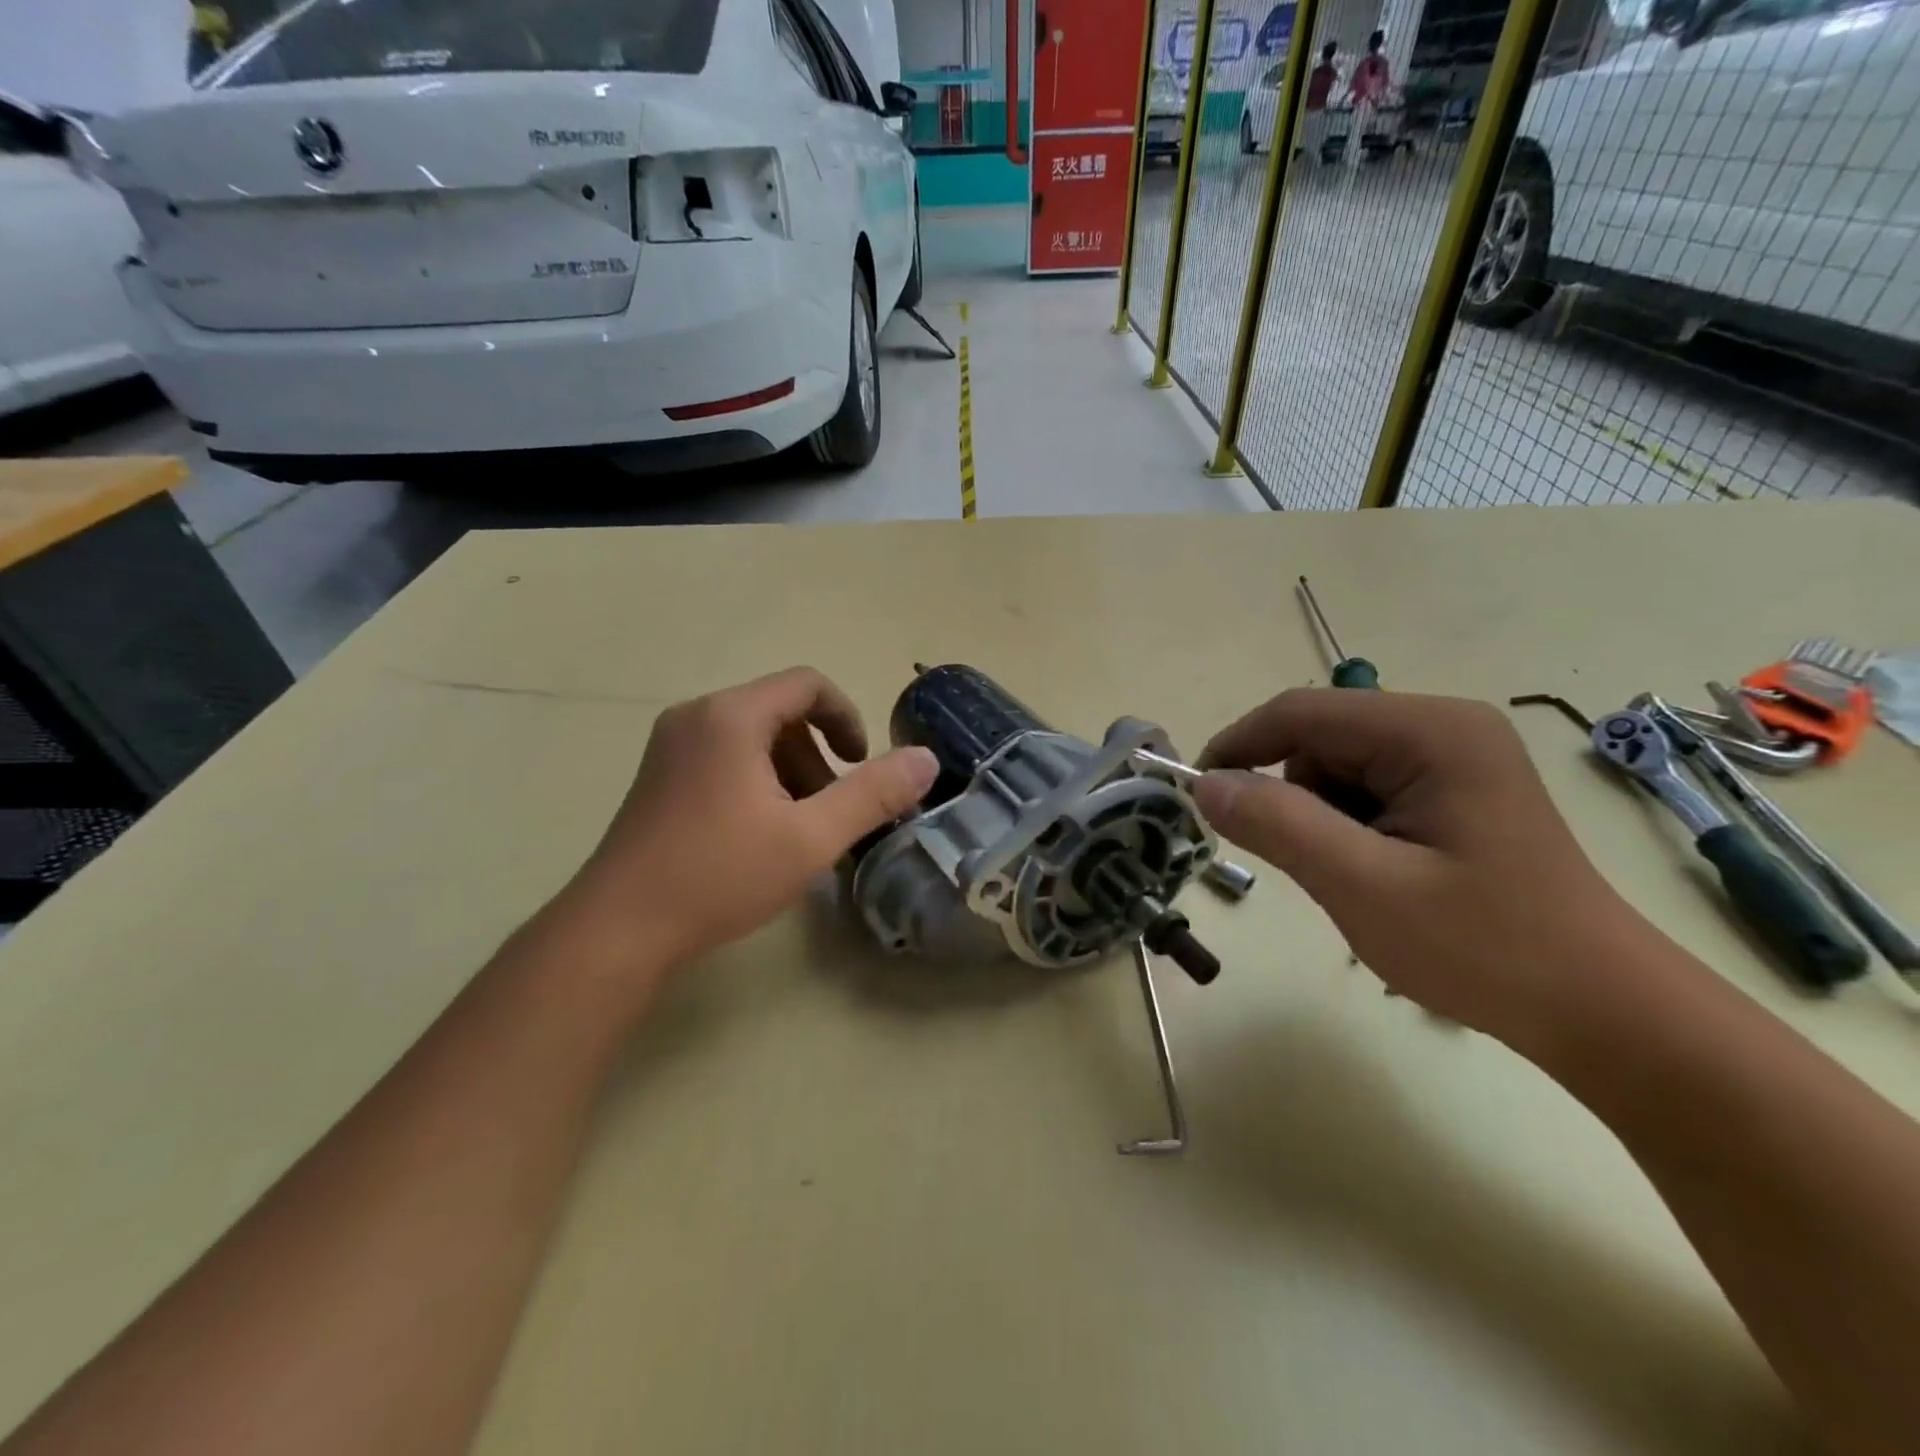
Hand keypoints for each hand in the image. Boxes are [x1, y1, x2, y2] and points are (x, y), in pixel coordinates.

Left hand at [551, 667, 937, 978]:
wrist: (618, 929)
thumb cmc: (719, 875)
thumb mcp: (811, 838)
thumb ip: (873, 794)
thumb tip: (926, 759)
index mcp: (731, 717)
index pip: (806, 684)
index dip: (846, 716)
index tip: (860, 764)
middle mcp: (696, 717)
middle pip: (779, 712)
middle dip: (818, 756)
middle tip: (831, 811)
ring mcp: (670, 747)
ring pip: (752, 738)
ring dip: (790, 772)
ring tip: (800, 830)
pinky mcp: (659, 777)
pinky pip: (724, 758)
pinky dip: (757, 782)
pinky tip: (760, 836)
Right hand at [1194, 690, 1647, 1046]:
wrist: (1600, 1010)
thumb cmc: (1484, 947)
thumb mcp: (1363, 886)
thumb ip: (1277, 825)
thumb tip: (1205, 785)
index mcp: (1430, 730)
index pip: (1301, 712)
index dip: (1238, 746)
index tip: (1198, 796)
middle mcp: (1443, 726)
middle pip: (1320, 739)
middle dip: (1298, 799)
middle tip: (1322, 867)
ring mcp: (1454, 757)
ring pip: (1337, 768)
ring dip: (1324, 820)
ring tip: (1362, 879)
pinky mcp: (1455, 789)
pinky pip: (1367, 791)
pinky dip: (1351, 830)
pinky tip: (1384, 875)